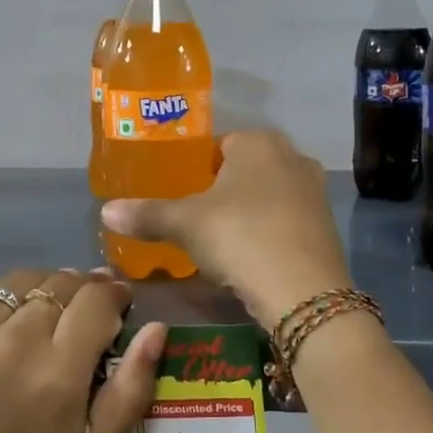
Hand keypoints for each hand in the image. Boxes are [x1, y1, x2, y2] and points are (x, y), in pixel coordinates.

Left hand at [0, 269, 163, 432]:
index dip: (112, 294)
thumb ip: (133, 389)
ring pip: (19, 281)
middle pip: (60, 282)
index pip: (97, 298)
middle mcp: (12, 341)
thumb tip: (156, 328)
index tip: (115, 303)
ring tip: (37, 317)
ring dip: (38, 291)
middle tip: (79, 314)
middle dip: (80, 291)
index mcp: (58, 372)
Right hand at [100, 129, 351, 329]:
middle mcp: (292, 155)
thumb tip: (106, 211)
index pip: (218, 144)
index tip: (179, 194)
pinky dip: (267, 231)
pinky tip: (250, 256)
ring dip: (246, 212)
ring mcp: (314, 190)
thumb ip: (147, 214)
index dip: (195, 167)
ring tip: (219, 241)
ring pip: (267, 194)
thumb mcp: (185, 225)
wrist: (303, 290)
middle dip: (221, 190)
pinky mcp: (326, 224)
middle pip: (244, 169)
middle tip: (194, 219)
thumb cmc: (239, 237)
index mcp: (258, 142)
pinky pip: (285, 219)